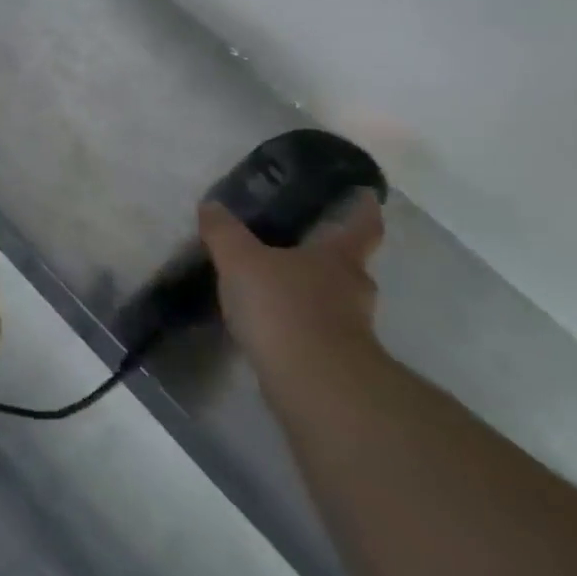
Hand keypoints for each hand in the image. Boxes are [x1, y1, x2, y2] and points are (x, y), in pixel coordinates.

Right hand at [198, 191, 385, 378]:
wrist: (313, 381)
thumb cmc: (283, 307)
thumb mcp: (241, 261)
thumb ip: (224, 233)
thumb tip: (212, 206)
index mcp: (338, 258)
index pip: (360, 226)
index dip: (362, 209)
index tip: (364, 195)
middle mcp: (352, 288)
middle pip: (346, 264)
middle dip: (326, 253)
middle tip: (299, 241)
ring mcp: (349, 326)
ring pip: (331, 297)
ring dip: (309, 290)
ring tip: (274, 284)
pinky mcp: (334, 356)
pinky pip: (315, 326)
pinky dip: (297, 320)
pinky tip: (270, 321)